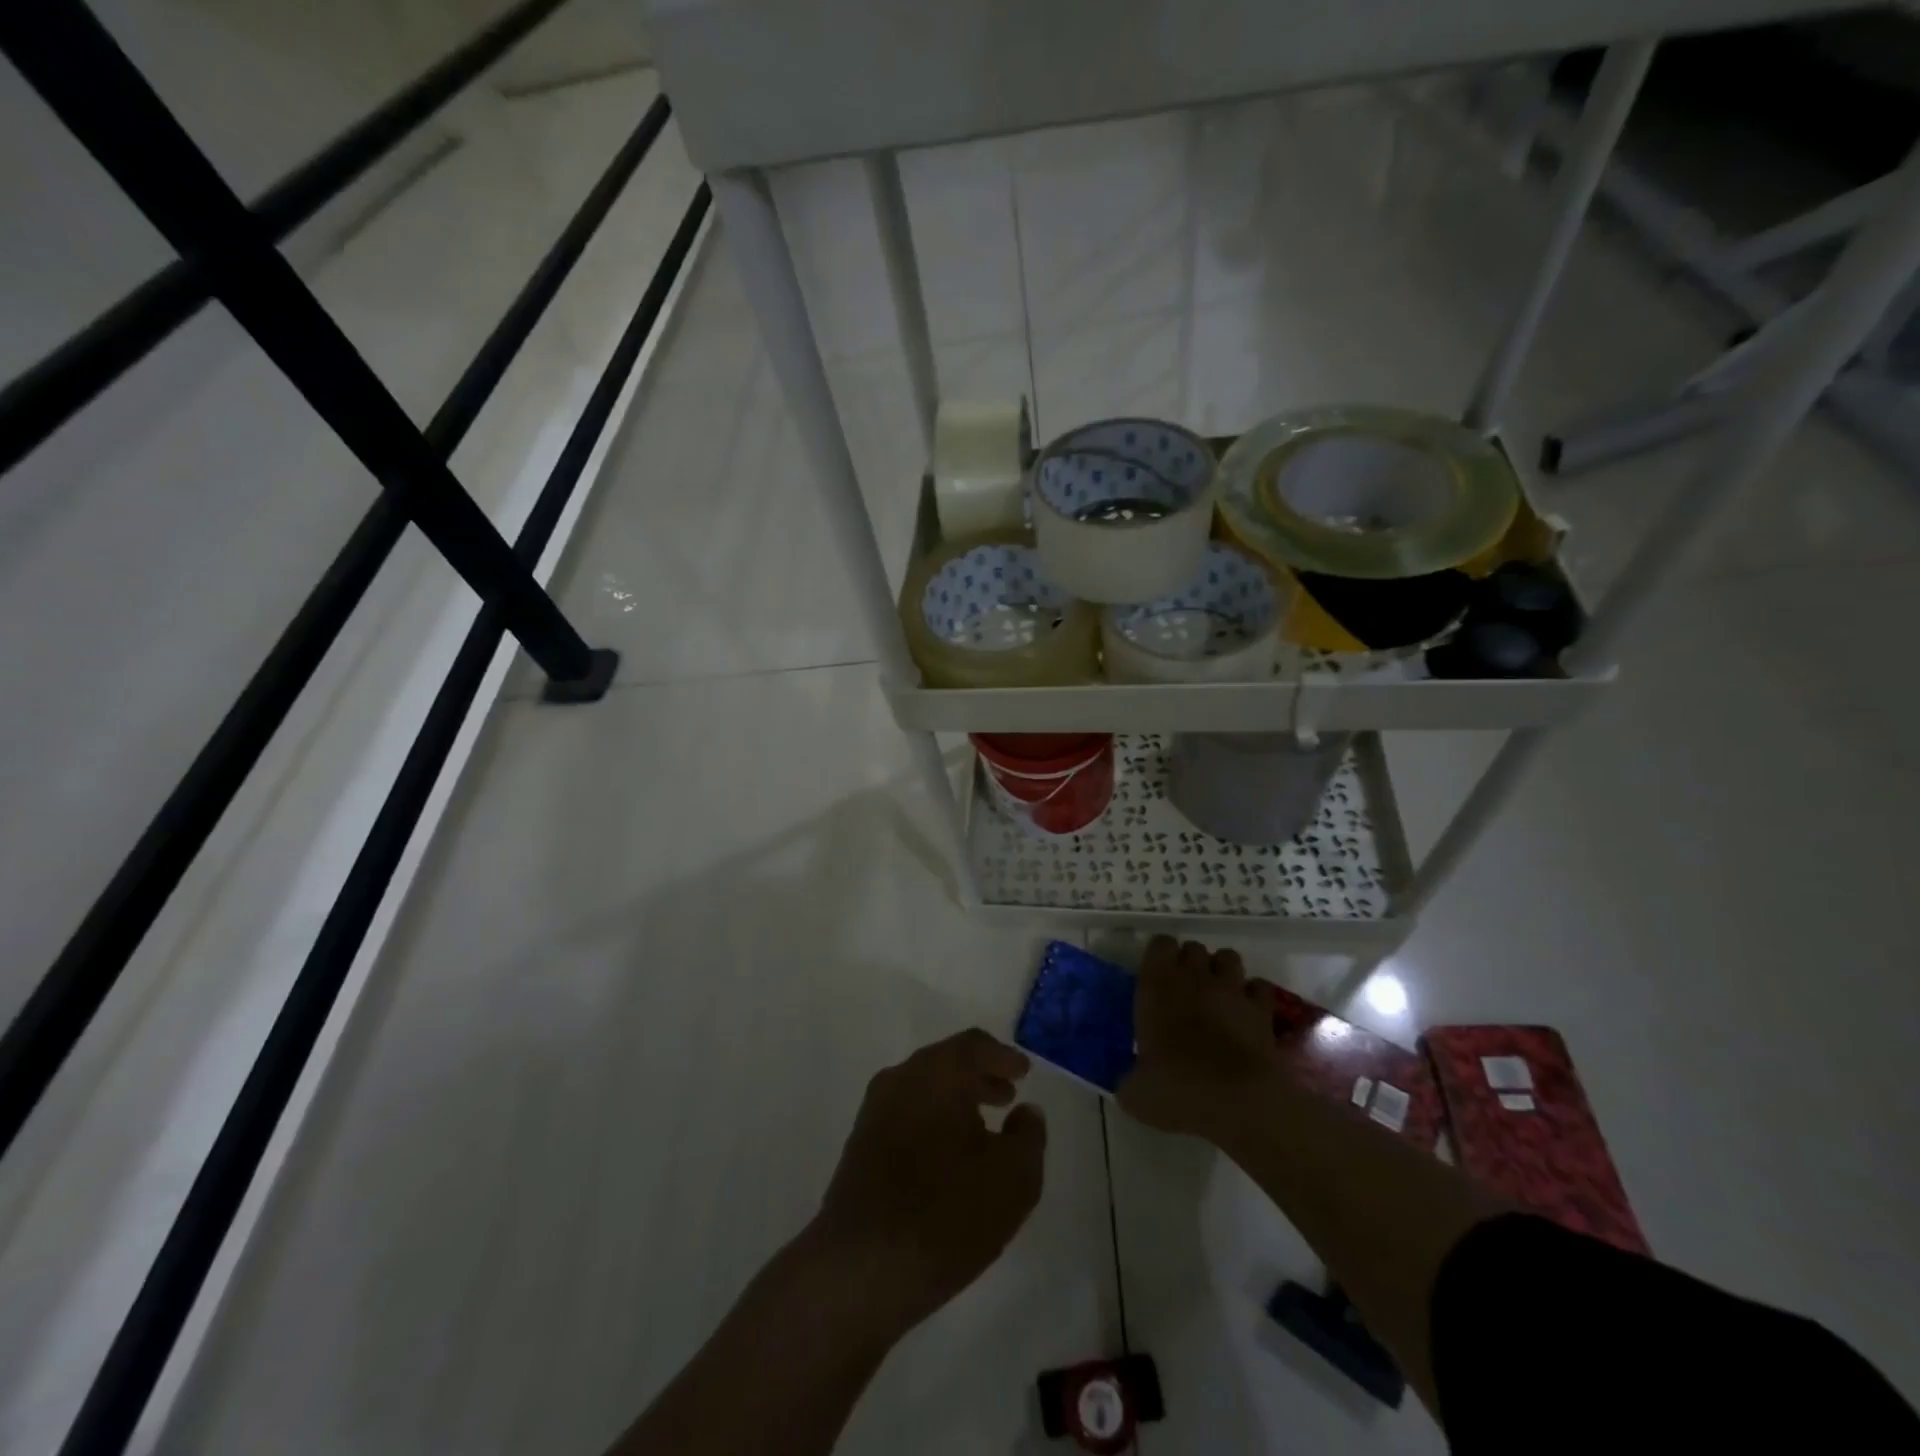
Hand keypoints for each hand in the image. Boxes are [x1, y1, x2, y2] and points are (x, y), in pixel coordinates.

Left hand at [808, 1029, 1046, 1338]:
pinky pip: (906, 1114)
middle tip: (1007, 1097)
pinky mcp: (859, 1143)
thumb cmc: (948, 1213)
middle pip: (947, 1063)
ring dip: (955, 1101)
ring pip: (924, 1089)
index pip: (975, 1045)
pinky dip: (932, 1121)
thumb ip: (1028, 1136)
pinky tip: (948, 1156)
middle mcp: (903, 1077)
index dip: (1003, 1056)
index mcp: (939, 1071)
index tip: (1023, 1072)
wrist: (862, 1266)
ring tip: (982, 1130)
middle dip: (979, 1077)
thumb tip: (1026, 1112)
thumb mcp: (1014, 1178)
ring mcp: (875, 1109)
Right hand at [1118, 937, 1278, 1142]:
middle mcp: (1194, 977)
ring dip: (1222, 971)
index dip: (1159, 956)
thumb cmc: (1178, 1088)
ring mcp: (1231, 990)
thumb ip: (1130, 1080)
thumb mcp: (1137, 1093)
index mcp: (1157, 986)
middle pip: (1194, 947)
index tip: (1156, 976)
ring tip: (1218, 994)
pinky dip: (1253, 995)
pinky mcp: (1263, 1010)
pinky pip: (1259, 987)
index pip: (1159, 944)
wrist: (1238, 1101)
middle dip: (1191, 963)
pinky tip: (1247, 1013)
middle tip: (1185, 989)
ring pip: (1228, 957)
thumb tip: (1128, 1084)